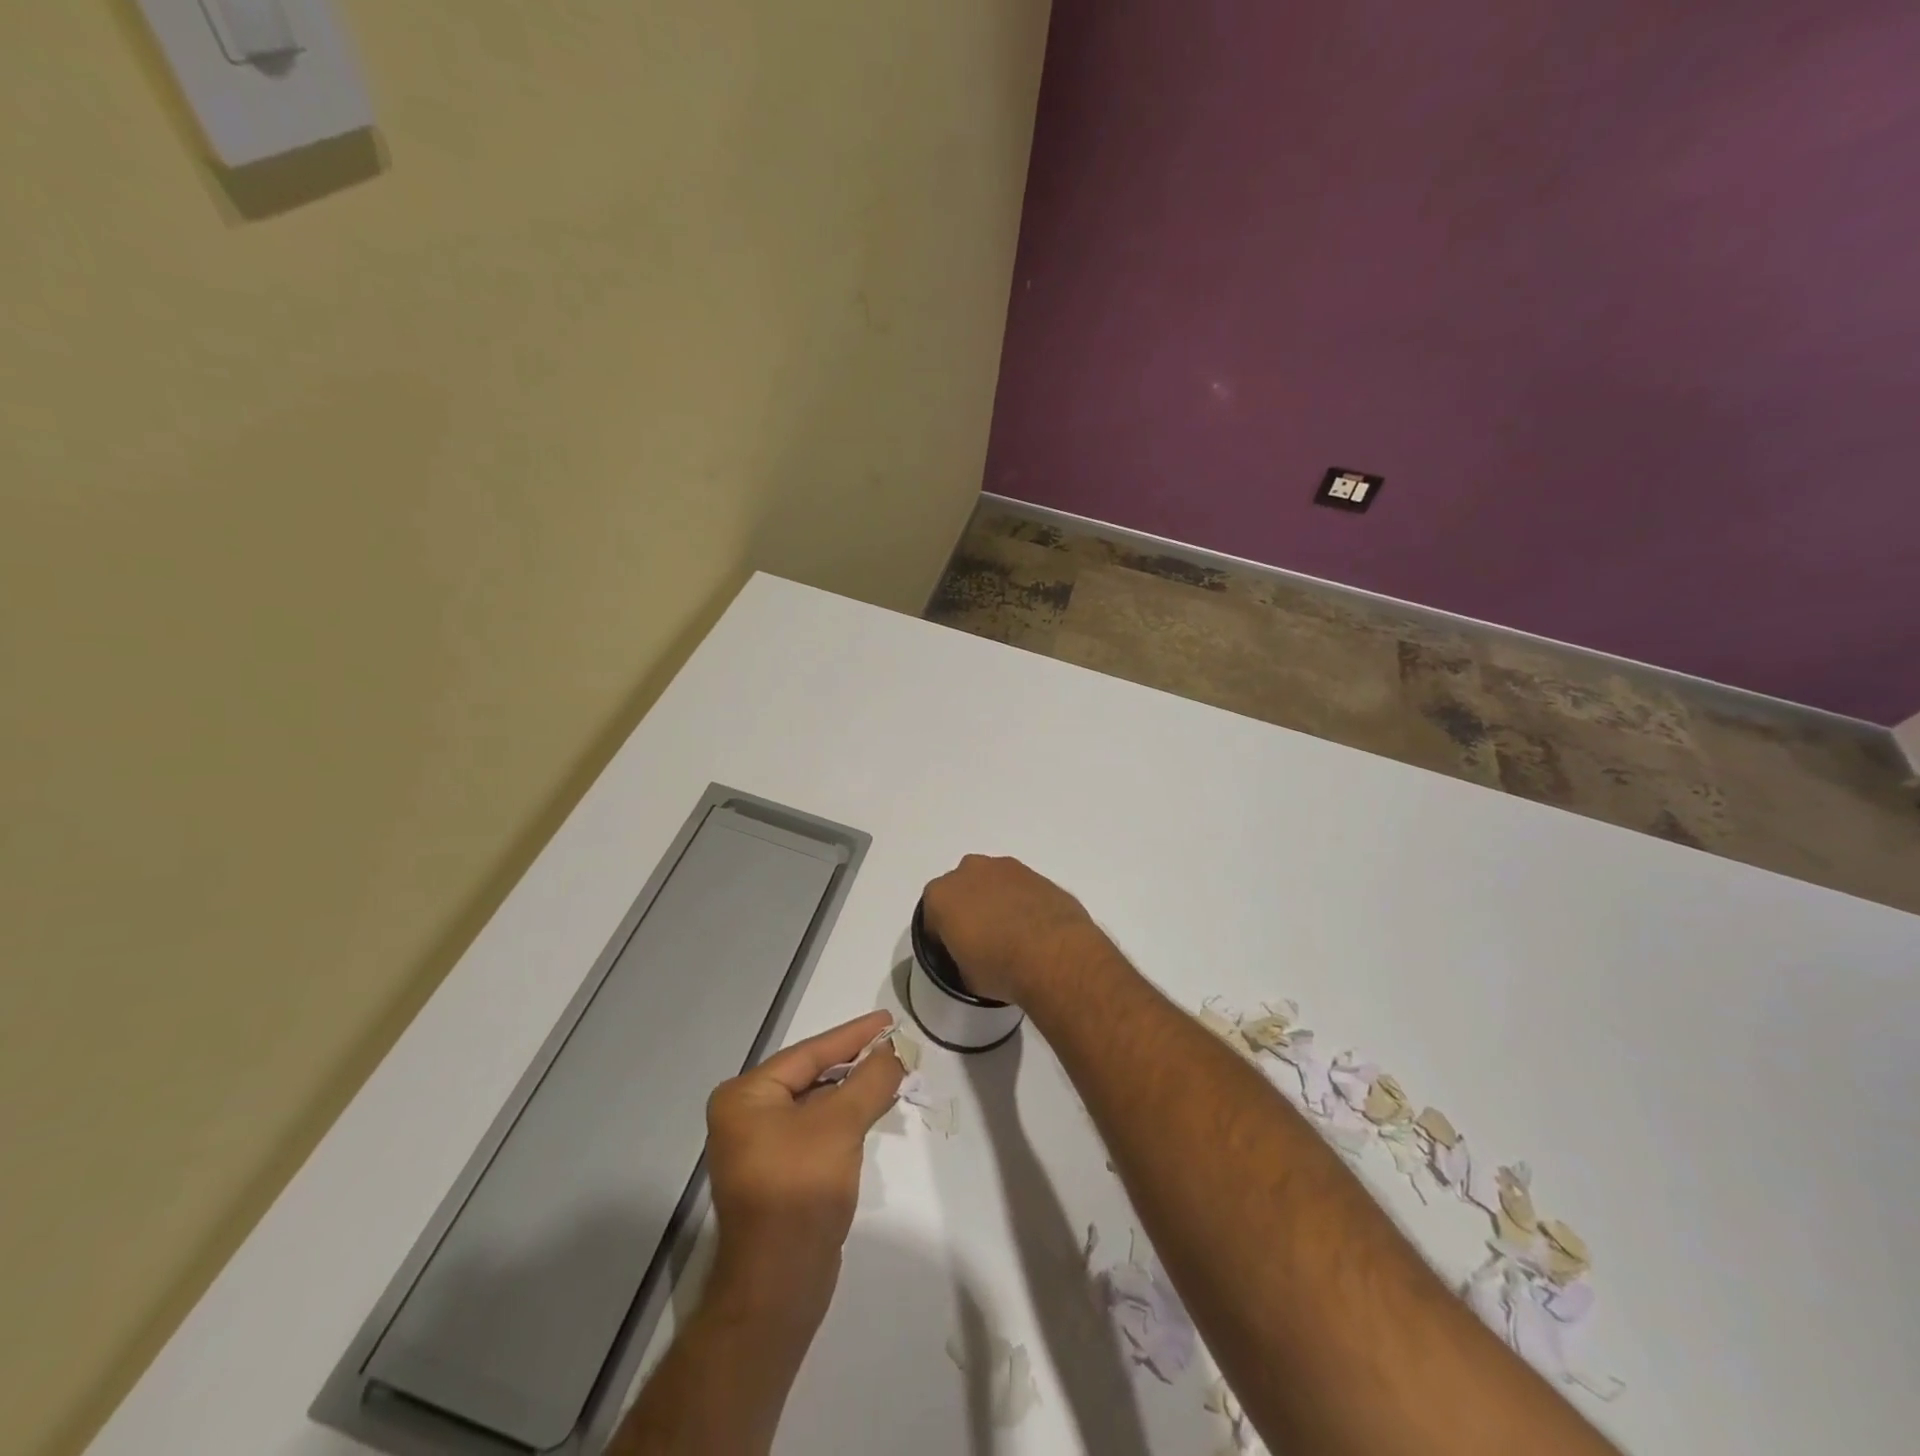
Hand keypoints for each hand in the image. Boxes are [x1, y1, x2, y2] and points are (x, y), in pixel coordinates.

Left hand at [703, 1011, 903, 1332]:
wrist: (778, 1287)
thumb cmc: (801, 1189)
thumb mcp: (841, 1124)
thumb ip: (870, 1079)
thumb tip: (894, 1050)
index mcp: (745, 1096)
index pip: (809, 1053)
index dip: (852, 1035)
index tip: (887, 1019)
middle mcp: (745, 1115)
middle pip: (810, 1075)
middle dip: (854, 1062)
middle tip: (894, 1045)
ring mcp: (758, 1147)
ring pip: (815, 1103)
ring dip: (853, 1090)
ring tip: (891, 1072)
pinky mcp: (777, 1174)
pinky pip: (815, 1129)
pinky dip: (844, 1117)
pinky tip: (872, 1109)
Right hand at [921, 855, 1104, 1004]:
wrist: (1054, 954)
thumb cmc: (1000, 968)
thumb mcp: (966, 977)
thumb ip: (960, 957)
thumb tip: (971, 957)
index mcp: (941, 896)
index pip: (932, 916)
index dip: (942, 936)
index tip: (955, 953)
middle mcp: (969, 871)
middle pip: (961, 890)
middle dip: (968, 909)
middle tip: (982, 939)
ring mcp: (1005, 868)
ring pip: (992, 883)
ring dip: (996, 901)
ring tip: (1012, 933)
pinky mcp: (1036, 873)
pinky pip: (1020, 887)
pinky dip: (1022, 901)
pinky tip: (1034, 928)